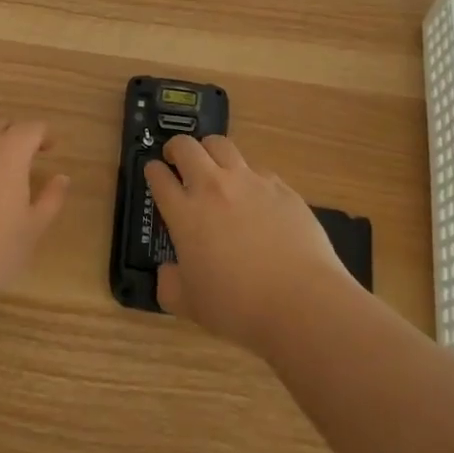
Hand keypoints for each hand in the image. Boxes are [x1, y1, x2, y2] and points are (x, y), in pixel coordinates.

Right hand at [145, 134, 351, 353]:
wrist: (301, 302)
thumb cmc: (238, 306)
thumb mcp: (190, 305)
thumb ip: (170, 285)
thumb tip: (168, 271)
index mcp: (185, 213)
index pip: (159, 177)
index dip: (152, 171)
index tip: (153, 173)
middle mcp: (213, 187)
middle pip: (186, 147)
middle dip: (176, 148)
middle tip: (177, 160)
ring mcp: (249, 182)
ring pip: (221, 145)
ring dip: (210, 151)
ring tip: (213, 165)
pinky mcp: (280, 187)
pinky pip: (257, 169)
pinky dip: (247, 175)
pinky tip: (254, 195)